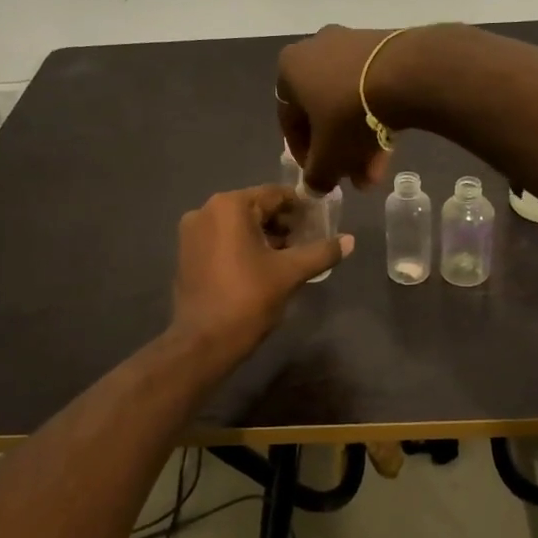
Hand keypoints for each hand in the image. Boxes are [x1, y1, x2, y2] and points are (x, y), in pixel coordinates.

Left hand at [170, 185, 355, 361]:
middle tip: (307, 242)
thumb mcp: (290, 273)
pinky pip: (222, 239)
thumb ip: (321, 252)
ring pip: (238, 224)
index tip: (320, 223)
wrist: (203, 342)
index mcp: (230, 206)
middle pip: (255, 208)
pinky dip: (243, 246)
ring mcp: (192, 232)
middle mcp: (206, 210)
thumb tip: (350, 241)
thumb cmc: (248, 299)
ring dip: (264, 236)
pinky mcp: (186, 253)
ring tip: (288, 257)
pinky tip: (261, 267)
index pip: (275, 195)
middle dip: (283, 224)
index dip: (301, 208)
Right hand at [276, 25, 407, 192]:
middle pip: (323, 112)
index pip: (289, 120)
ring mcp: (352, 43)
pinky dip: (377, 116)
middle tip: (352, 177)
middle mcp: (316, 48)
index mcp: (290, 68)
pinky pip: (372, 87)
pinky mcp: (385, 45)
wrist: (406, 74)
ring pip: (350, 102)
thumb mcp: (328, 157)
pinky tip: (391, 145)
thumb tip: (314, 187)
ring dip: (360, 140)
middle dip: (339, 151)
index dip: (303, 155)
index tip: (320, 175)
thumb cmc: (349, 114)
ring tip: (377, 172)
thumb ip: (316, 176)